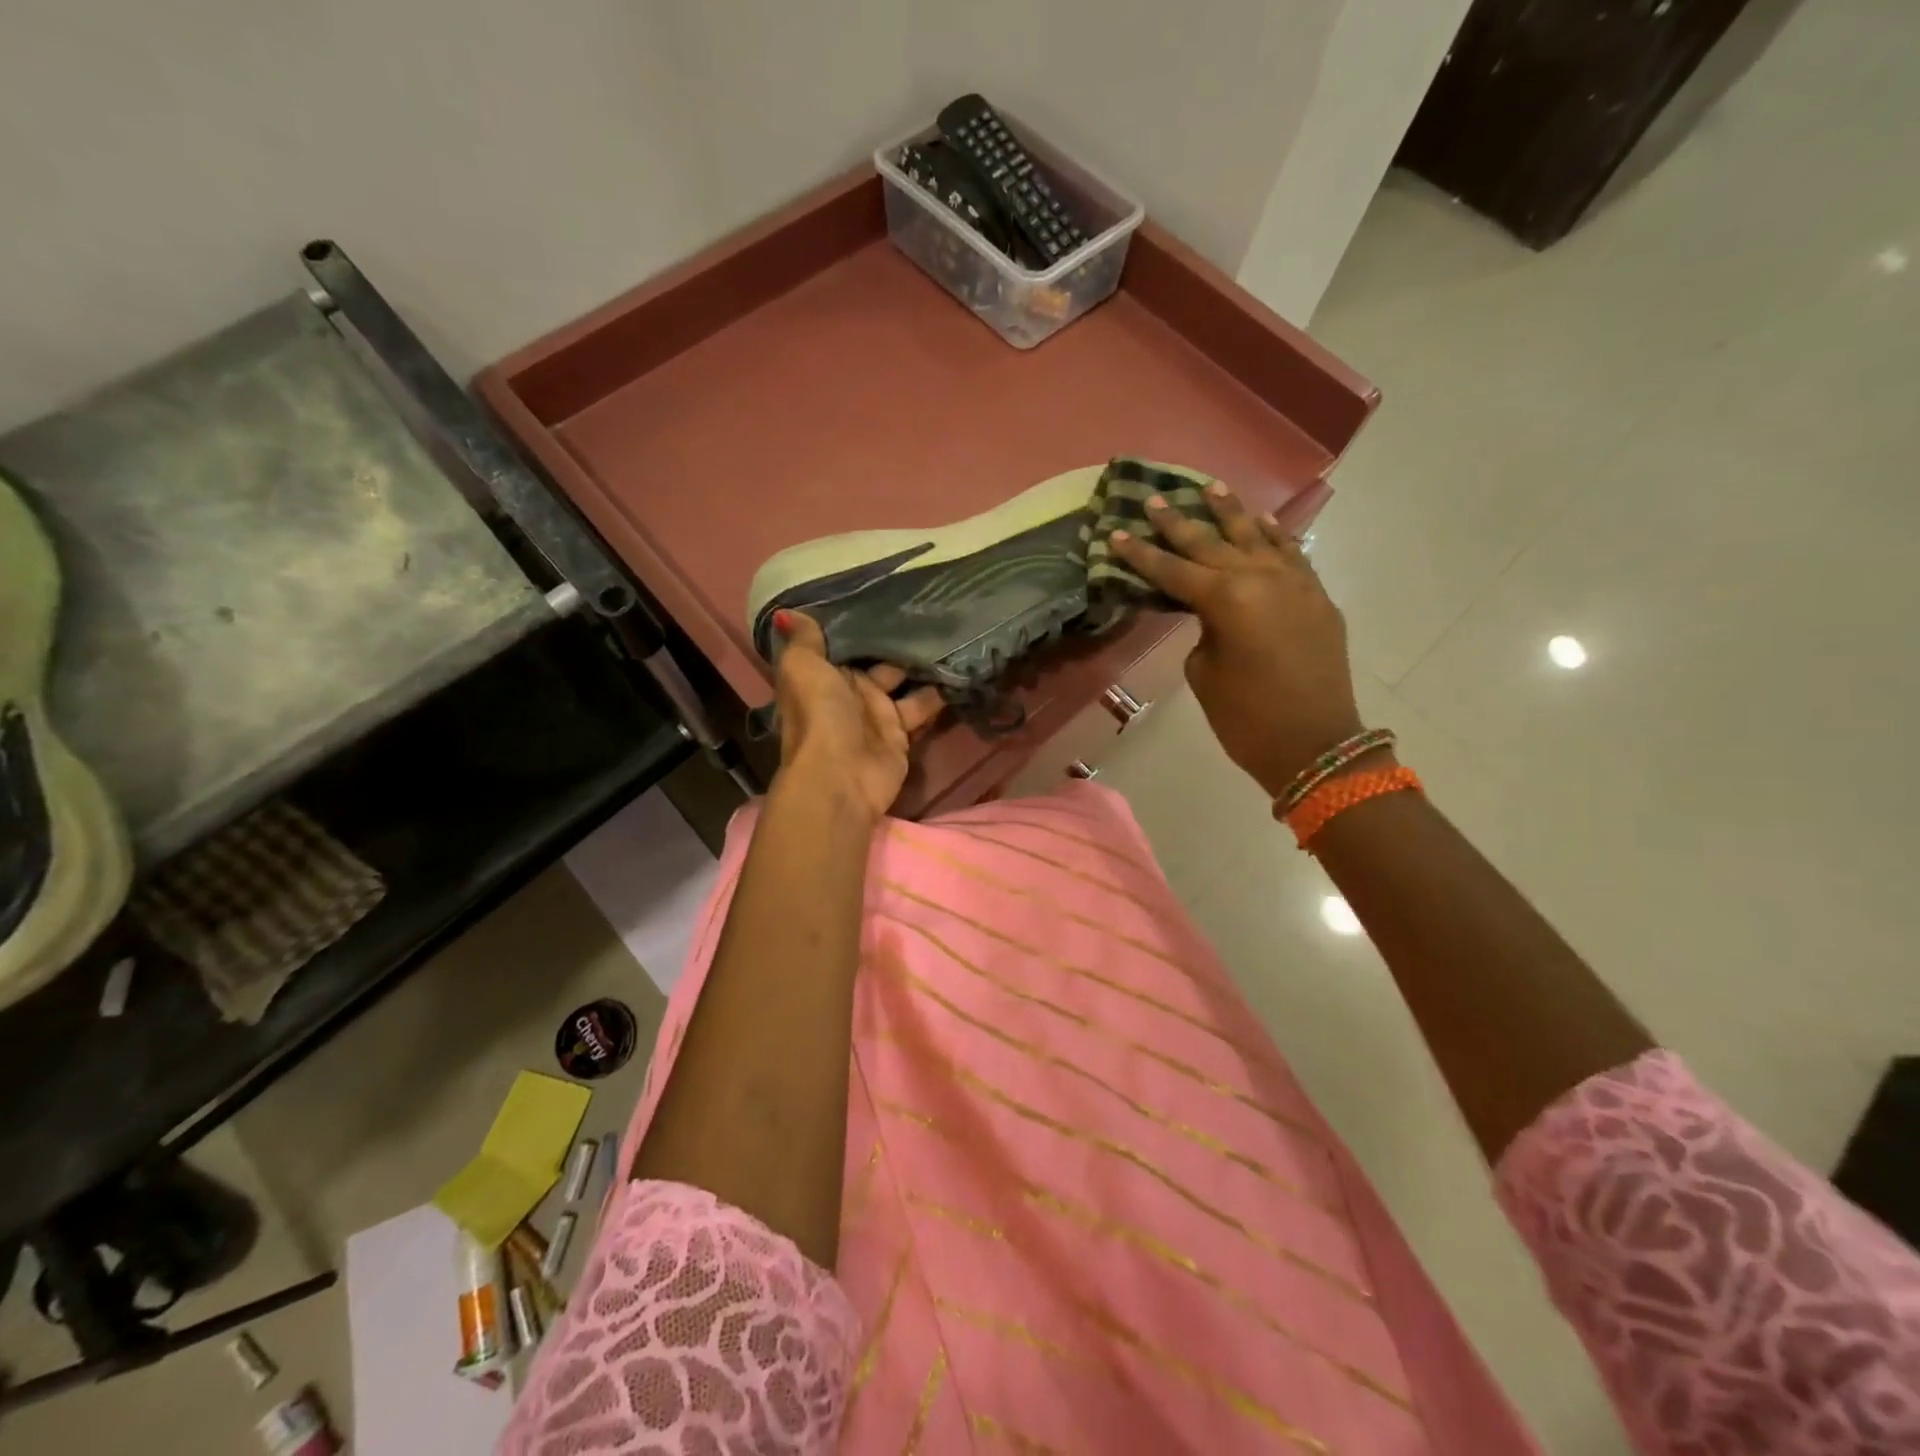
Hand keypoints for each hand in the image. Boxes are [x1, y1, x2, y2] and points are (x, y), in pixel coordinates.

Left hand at [771, 610, 944, 820]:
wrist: (840, 777)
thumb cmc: (819, 716)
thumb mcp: (802, 668)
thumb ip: (803, 640)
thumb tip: (787, 613)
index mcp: (823, 674)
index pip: (845, 642)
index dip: (862, 621)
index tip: (889, 593)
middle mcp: (850, 691)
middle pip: (879, 659)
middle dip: (900, 639)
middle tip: (933, 607)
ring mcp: (877, 713)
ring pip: (905, 681)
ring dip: (924, 663)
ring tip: (953, 631)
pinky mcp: (902, 733)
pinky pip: (923, 706)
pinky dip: (940, 692)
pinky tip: (960, 666)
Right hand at [1108, 483, 1365, 799]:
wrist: (1315, 744)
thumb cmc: (1246, 718)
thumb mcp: (1205, 673)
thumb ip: (1203, 631)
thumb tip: (1212, 613)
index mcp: (1226, 599)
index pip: (1173, 570)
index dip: (1142, 554)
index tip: (1117, 533)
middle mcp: (1261, 578)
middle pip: (1211, 544)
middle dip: (1179, 523)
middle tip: (1154, 500)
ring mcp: (1294, 583)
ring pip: (1256, 537)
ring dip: (1231, 513)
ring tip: (1211, 488)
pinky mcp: (1316, 596)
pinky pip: (1291, 554)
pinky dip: (1274, 536)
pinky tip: (1262, 522)